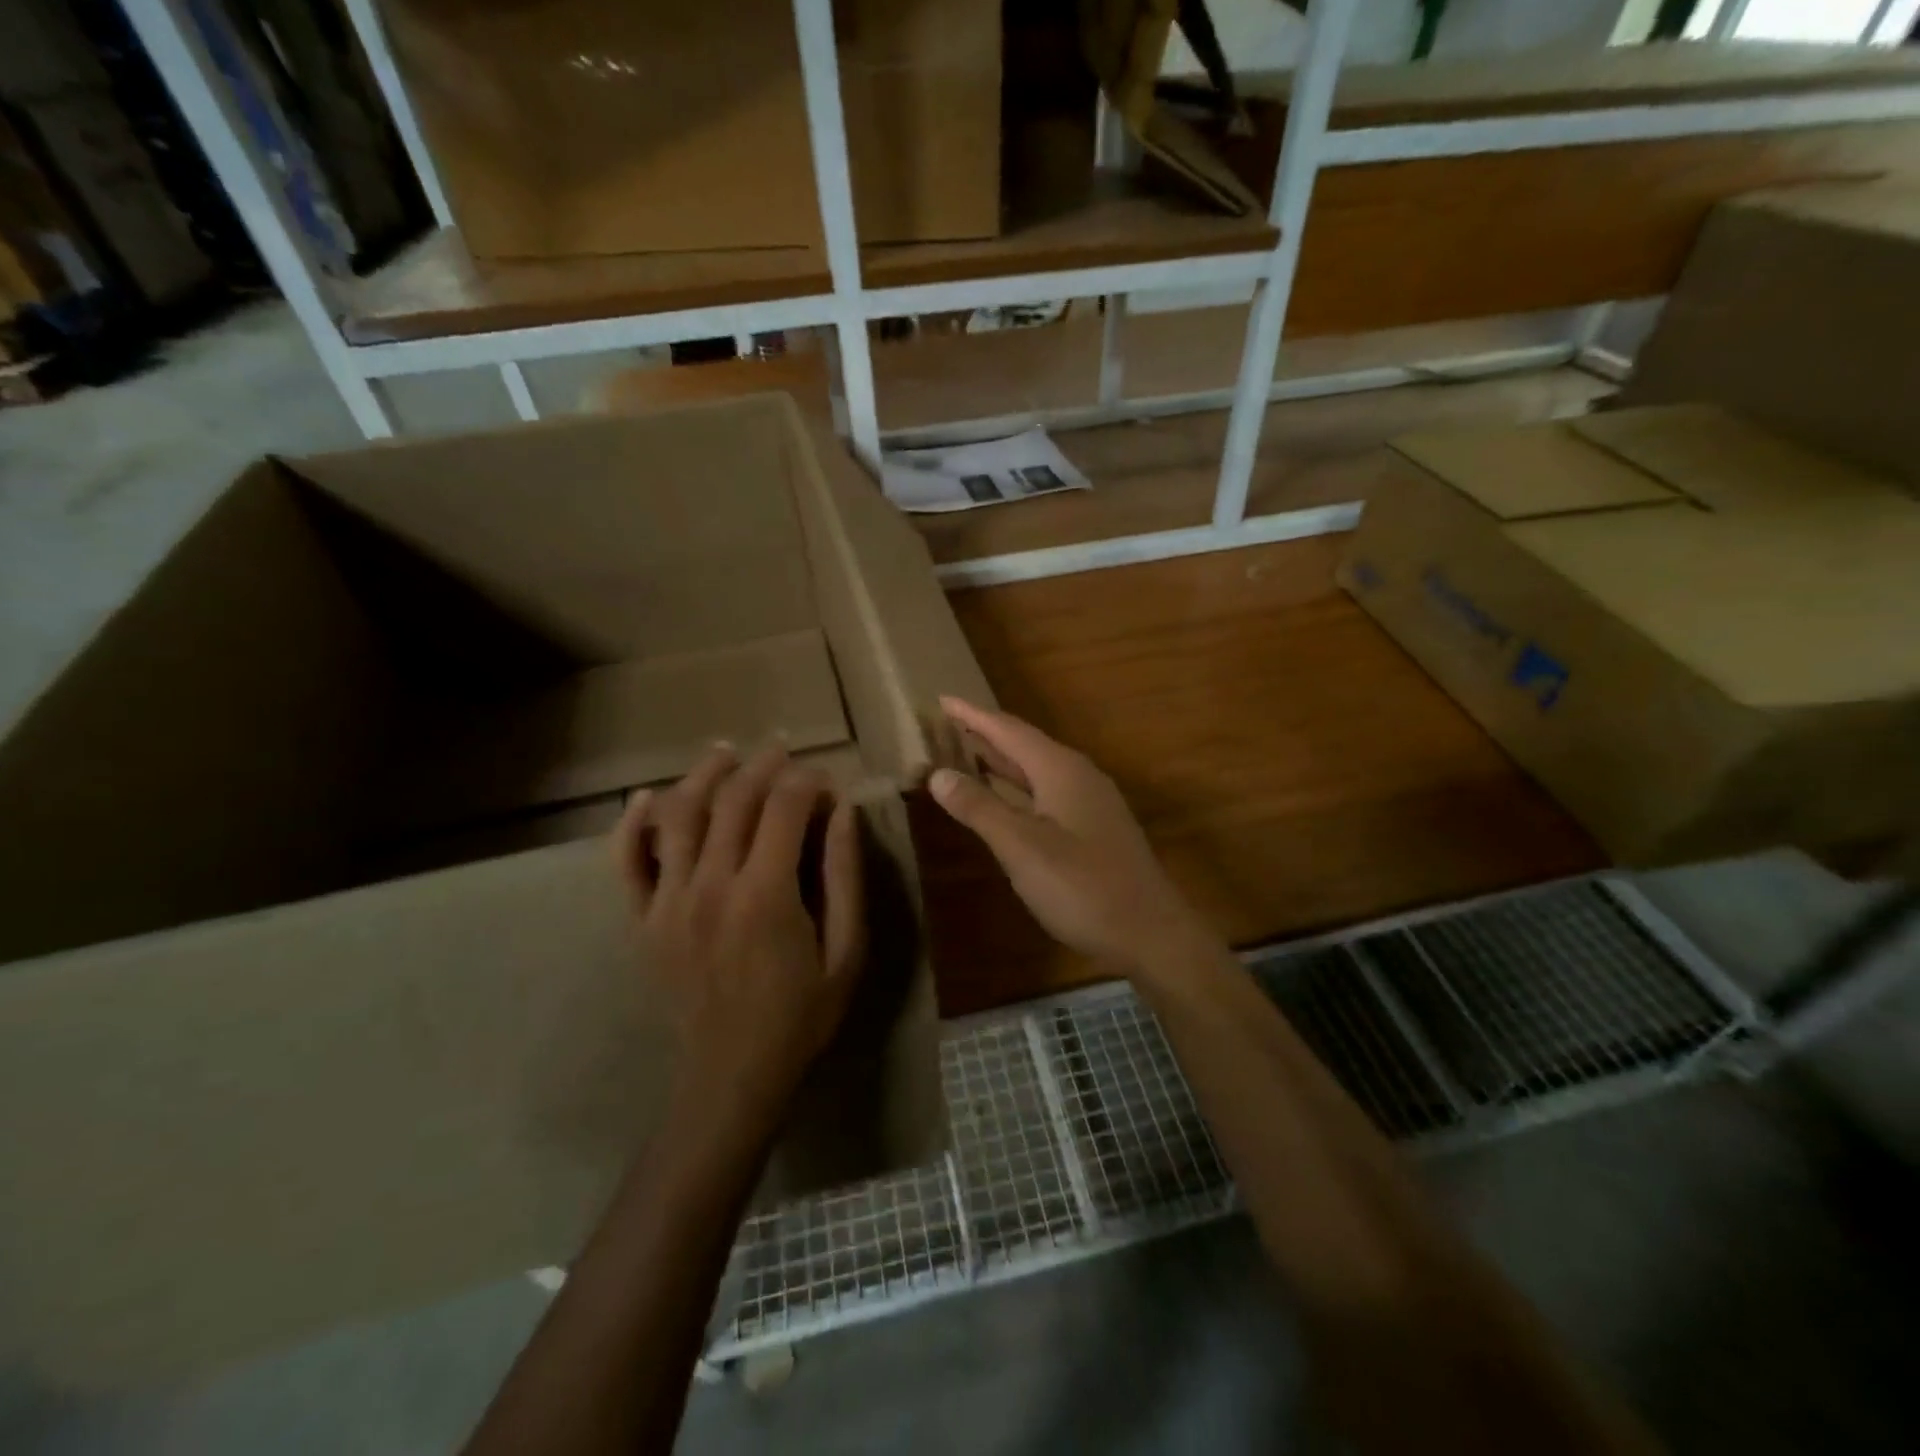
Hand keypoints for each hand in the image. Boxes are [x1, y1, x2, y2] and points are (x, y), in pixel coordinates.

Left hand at [614, 742, 864, 1128]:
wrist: (733, 1074)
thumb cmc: (801, 1015)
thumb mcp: (846, 951)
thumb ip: (844, 878)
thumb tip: (844, 814)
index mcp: (766, 893)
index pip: (784, 808)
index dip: (808, 782)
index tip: (827, 784)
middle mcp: (711, 885)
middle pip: (733, 800)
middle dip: (763, 766)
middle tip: (784, 751)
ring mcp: (669, 900)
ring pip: (680, 815)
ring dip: (704, 775)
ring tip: (726, 752)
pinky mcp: (643, 920)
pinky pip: (627, 863)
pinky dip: (632, 825)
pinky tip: (644, 798)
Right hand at [928, 698, 1210, 976]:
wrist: (1150, 933)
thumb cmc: (1083, 887)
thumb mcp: (1022, 848)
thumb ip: (980, 808)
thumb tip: (937, 774)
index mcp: (1060, 770)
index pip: (1008, 730)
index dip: (973, 716)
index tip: (942, 699)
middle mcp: (1077, 776)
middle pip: (1023, 745)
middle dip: (984, 735)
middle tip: (945, 726)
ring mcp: (1090, 802)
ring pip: (1036, 769)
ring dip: (1001, 761)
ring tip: (965, 753)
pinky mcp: (1094, 827)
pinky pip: (1046, 791)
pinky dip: (1017, 787)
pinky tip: (1005, 799)